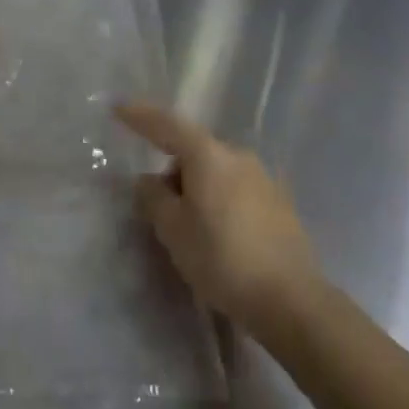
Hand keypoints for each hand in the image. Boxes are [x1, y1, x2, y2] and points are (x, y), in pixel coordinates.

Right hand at [119, 101, 321, 335]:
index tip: (117, 108)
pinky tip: (220, 236)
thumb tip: (149, 181)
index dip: (140, 116)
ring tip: (191, 229)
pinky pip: (236, 190)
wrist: (291, 301)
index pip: (167, 125)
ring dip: (198, 188)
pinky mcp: (280, 203)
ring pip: (216, 171)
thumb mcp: (173, 230)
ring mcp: (264, 178)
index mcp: (209, 155)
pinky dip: (220, 202)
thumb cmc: (222, 259)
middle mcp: (238, 156)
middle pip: (194, 151)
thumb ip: (154, 198)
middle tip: (159, 208)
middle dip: (173, 171)